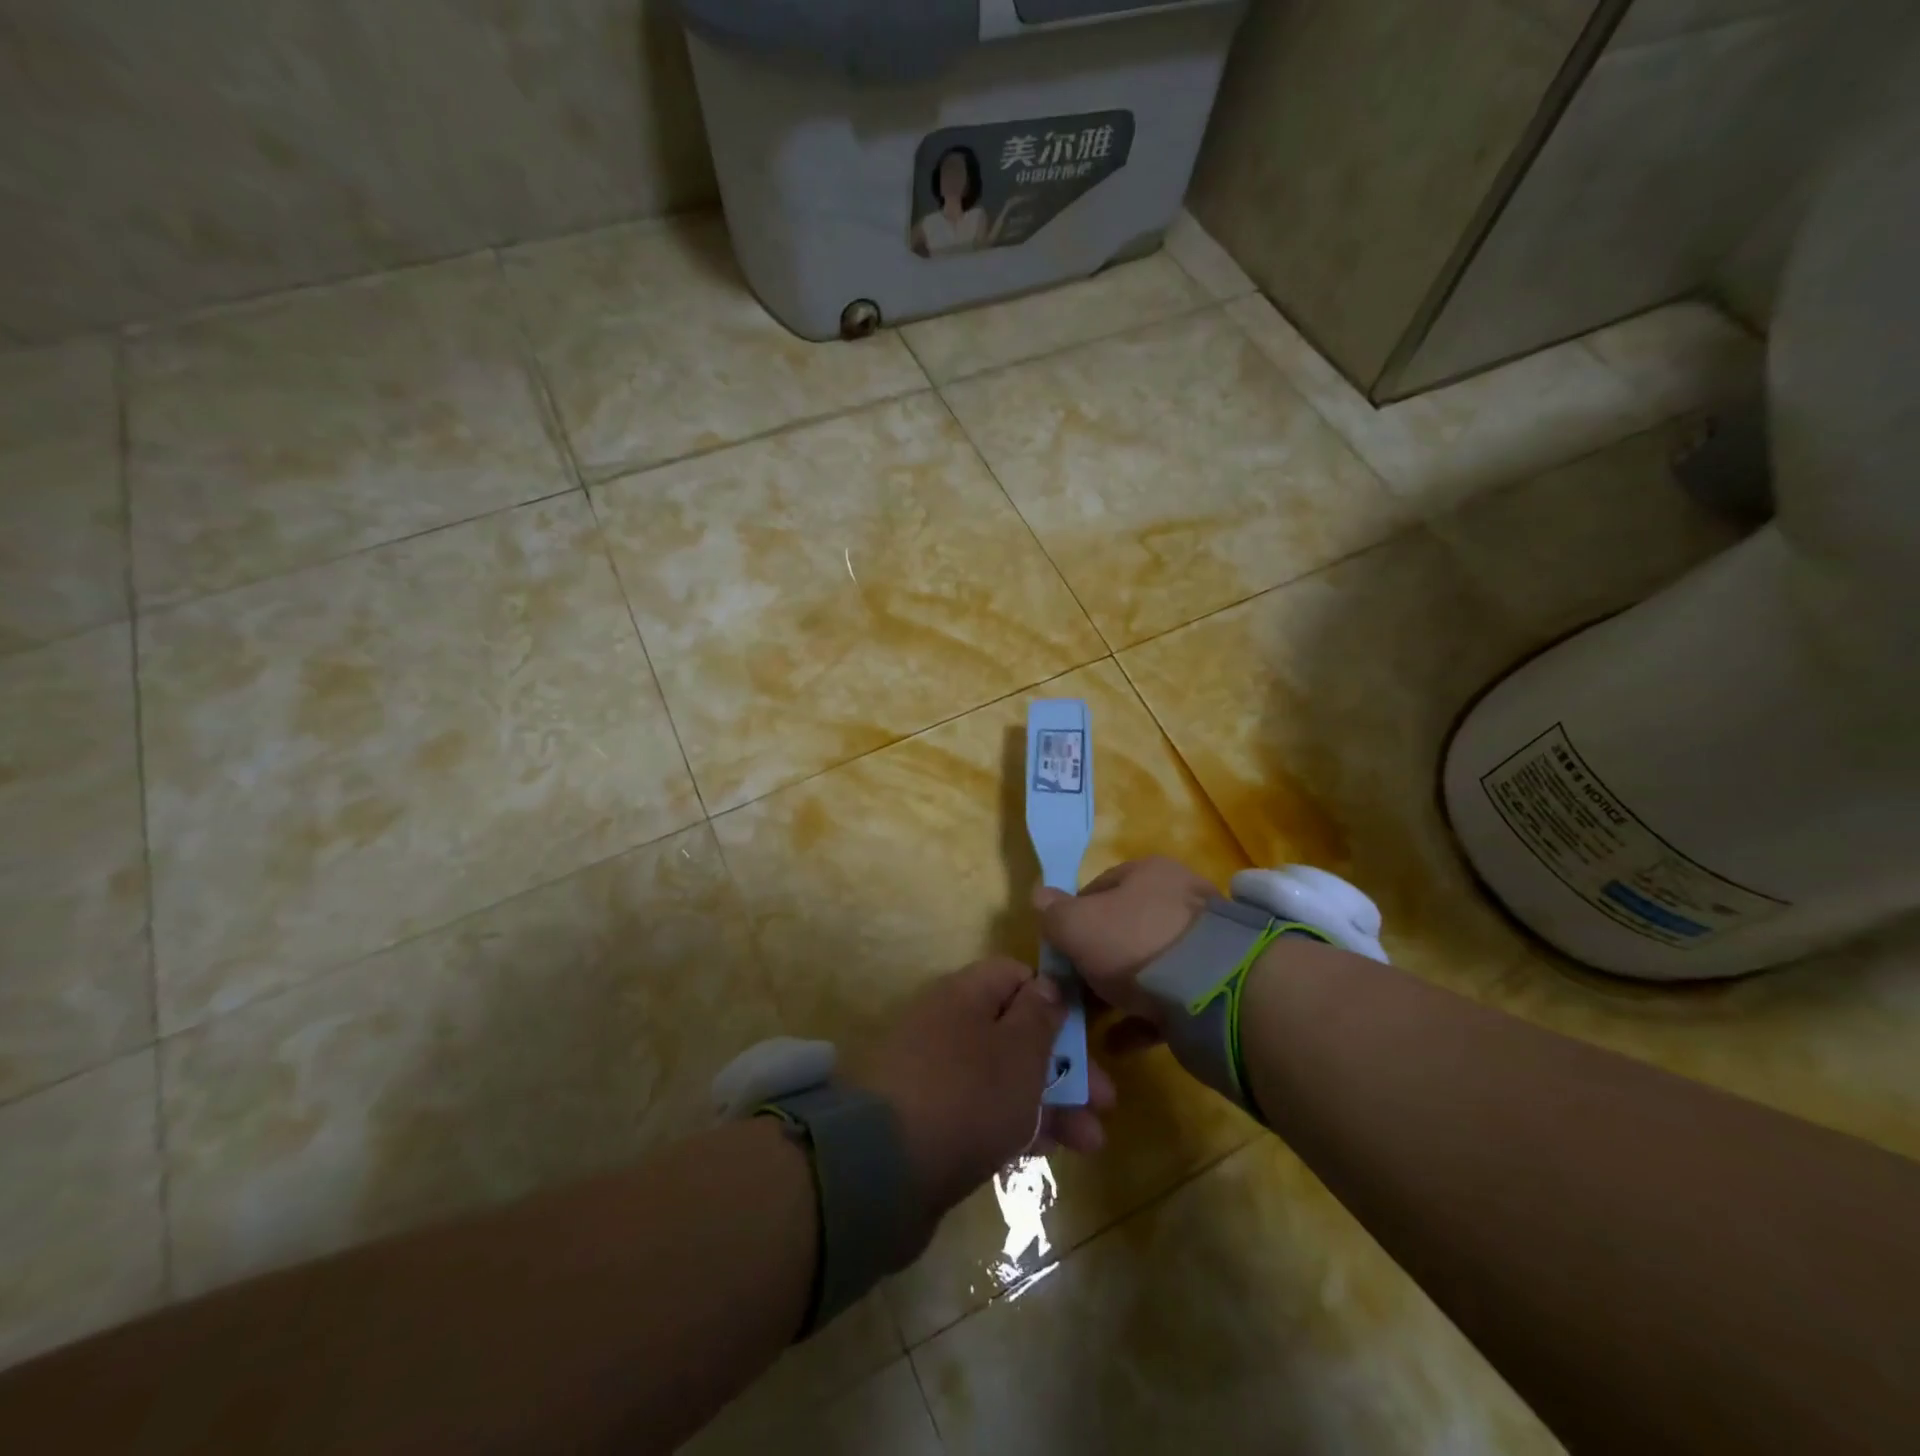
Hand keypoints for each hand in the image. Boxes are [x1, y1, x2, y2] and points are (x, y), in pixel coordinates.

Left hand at [848, 958, 1115, 1231]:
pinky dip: (1015, 1125)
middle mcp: (947, 1024)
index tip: (1086, 1032)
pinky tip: (1046, 1152)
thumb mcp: (1018, 1050)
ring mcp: (935, 1073)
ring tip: (1090, 1142)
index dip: (1053, 998)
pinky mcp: (928, 1119)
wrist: (882, 1169)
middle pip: (1015, 1031)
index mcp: (965, 994)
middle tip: (1105, 1102)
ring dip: (1050, 1103)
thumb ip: (1040, 1015)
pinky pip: (981, 1110)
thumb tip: (1048, 984)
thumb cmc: (967, 1095)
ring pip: (1003, 1076)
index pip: (1014, 976)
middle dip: (1064, 1065)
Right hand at [1033, 857, 1217, 1039]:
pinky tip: (1118, 1042)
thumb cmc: (1134, 942)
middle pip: (1123, 929)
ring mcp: (1201, 943)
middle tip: (1074, 990)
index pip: (1098, 889)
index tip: (1057, 951)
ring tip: (1093, 1020)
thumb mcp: (1077, 925)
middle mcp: (1178, 899)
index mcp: (1147, 873)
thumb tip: (1039, 896)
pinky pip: (1168, 1000)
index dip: (1071, 919)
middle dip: (1095, 960)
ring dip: (1117, 993)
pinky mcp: (1216, 984)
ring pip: (1146, 967)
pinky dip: (1141, 1019)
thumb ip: (1054, 913)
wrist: (1214, 990)